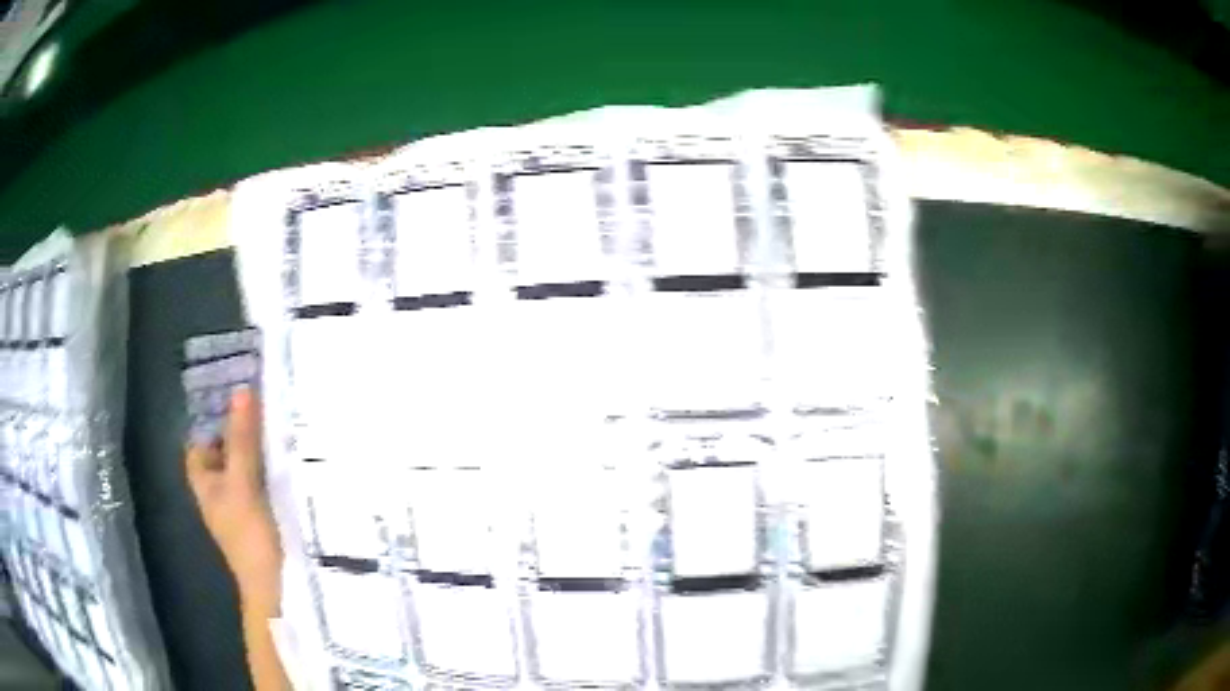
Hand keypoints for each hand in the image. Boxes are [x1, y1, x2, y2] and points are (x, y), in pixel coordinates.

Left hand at [185, 387, 281, 607]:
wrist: (276, 588)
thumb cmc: (249, 535)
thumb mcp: (243, 483)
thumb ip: (242, 441)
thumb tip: (241, 390)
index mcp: (205, 482)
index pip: (200, 444)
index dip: (214, 424)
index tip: (239, 406)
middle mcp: (220, 492)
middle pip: (225, 454)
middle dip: (243, 434)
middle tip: (269, 412)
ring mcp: (242, 507)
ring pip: (246, 469)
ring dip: (260, 452)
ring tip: (285, 431)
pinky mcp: (264, 518)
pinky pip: (264, 485)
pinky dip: (273, 473)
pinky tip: (293, 465)